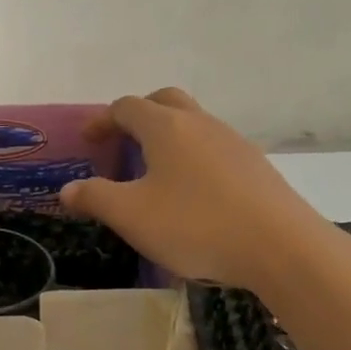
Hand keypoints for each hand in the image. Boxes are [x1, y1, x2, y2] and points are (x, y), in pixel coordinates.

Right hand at [58, 88, 331, 291]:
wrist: (282, 248)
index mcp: (166, 127)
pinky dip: (193, 157)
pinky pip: (214, 148)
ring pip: (193, 124)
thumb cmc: (196, 225)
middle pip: (164, 102)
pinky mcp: (256, 166)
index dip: (102, 120)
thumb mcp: (131, 216)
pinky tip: (192, 193)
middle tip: (123, 141)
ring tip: (154, 171)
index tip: (88, 141)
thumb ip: (94, 198)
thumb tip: (67, 190)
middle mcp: (200, 123)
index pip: (126, 107)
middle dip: (138, 115)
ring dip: (168, 136)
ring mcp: (233, 142)